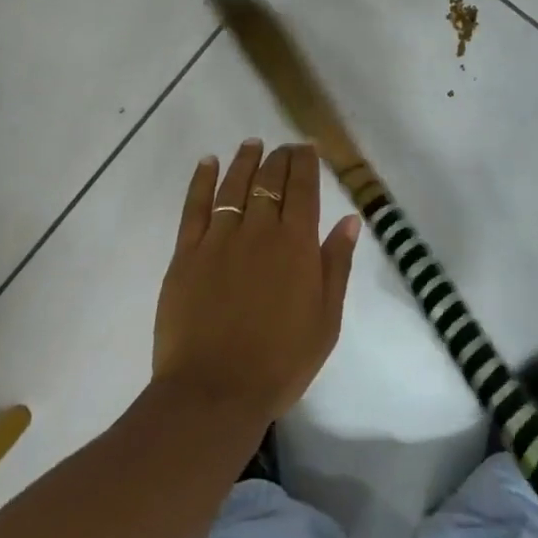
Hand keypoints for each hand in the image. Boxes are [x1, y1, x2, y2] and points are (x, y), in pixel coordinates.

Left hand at [152, 141, 359, 428]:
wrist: (214, 392)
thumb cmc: (280, 362)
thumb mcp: (326, 320)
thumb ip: (336, 265)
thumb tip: (350, 220)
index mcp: (296, 244)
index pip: (303, 188)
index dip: (306, 163)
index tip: (308, 147)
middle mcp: (259, 230)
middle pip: (269, 180)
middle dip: (280, 158)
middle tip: (284, 147)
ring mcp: (219, 239)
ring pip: (234, 185)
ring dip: (245, 160)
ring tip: (252, 144)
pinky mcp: (186, 253)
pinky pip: (195, 206)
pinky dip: (202, 180)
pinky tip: (208, 162)